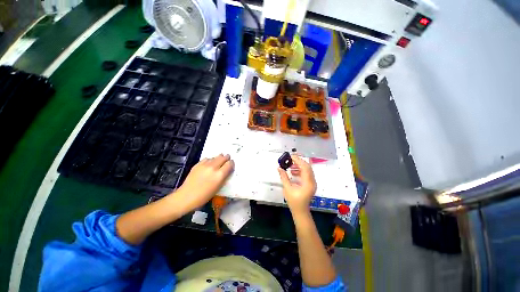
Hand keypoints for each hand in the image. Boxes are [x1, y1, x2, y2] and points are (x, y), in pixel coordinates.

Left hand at [177, 154, 233, 209]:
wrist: (187, 196)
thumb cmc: (205, 196)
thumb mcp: (218, 187)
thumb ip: (224, 177)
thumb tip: (227, 170)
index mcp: (220, 175)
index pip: (229, 164)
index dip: (231, 163)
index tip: (231, 164)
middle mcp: (213, 167)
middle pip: (223, 157)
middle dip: (226, 158)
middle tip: (227, 159)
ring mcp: (205, 165)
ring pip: (215, 157)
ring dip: (218, 158)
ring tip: (218, 161)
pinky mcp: (198, 164)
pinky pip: (207, 158)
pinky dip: (210, 160)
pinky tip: (209, 164)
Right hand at [278, 155, 316, 214]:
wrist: (300, 211)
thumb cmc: (294, 201)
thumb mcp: (287, 188)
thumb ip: (283, 177)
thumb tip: (279, 168)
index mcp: (308, 183)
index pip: (305, 167)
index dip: (298, 160)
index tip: (291, 156)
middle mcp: (312, 181)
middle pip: (307, 167)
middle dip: (299, 161)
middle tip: (290, 159)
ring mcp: (312, 182)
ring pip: (307, 170)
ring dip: (299, 166)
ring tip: (290, 165)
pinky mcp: (310, 184)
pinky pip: (306, 174)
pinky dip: (300, 171)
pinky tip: (293, 172)